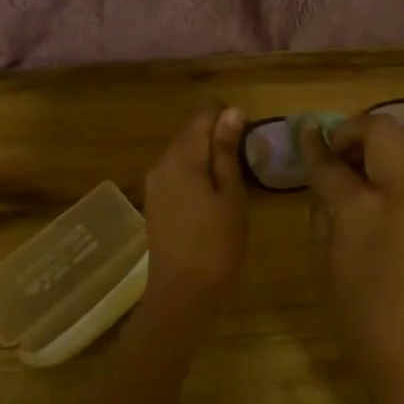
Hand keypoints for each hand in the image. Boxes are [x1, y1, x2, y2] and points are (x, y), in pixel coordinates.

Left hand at [143, 104, 248, 306]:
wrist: (181, 292)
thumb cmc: (216, 243)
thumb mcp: (231, 195)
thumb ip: (227, 151)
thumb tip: (231, 112)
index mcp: (181, 157)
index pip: (202, 115)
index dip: (226, 115)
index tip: (249, 132)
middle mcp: (162, 163)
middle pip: (189, 132)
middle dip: (216, 133)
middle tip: (246, 153)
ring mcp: (154, 184)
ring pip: (182, 153)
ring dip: (206, 154)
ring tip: (234, 172)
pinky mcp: (155, 202)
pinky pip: (176, 173)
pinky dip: (195, 172)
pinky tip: (213, 191)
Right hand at [301, 113, 403, 373]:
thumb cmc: (357, 311)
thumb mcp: (323, 259)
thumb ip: (322, 207)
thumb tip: (322, 176)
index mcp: (362, 206)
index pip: (331, 162)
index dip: (313, 146)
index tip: (305, 133)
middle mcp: (399, 190)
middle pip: (380, 130)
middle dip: (352, 130)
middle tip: (334, 152)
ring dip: (375, 142)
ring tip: (354, 167)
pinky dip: (391, 159)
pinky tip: (373, 185)